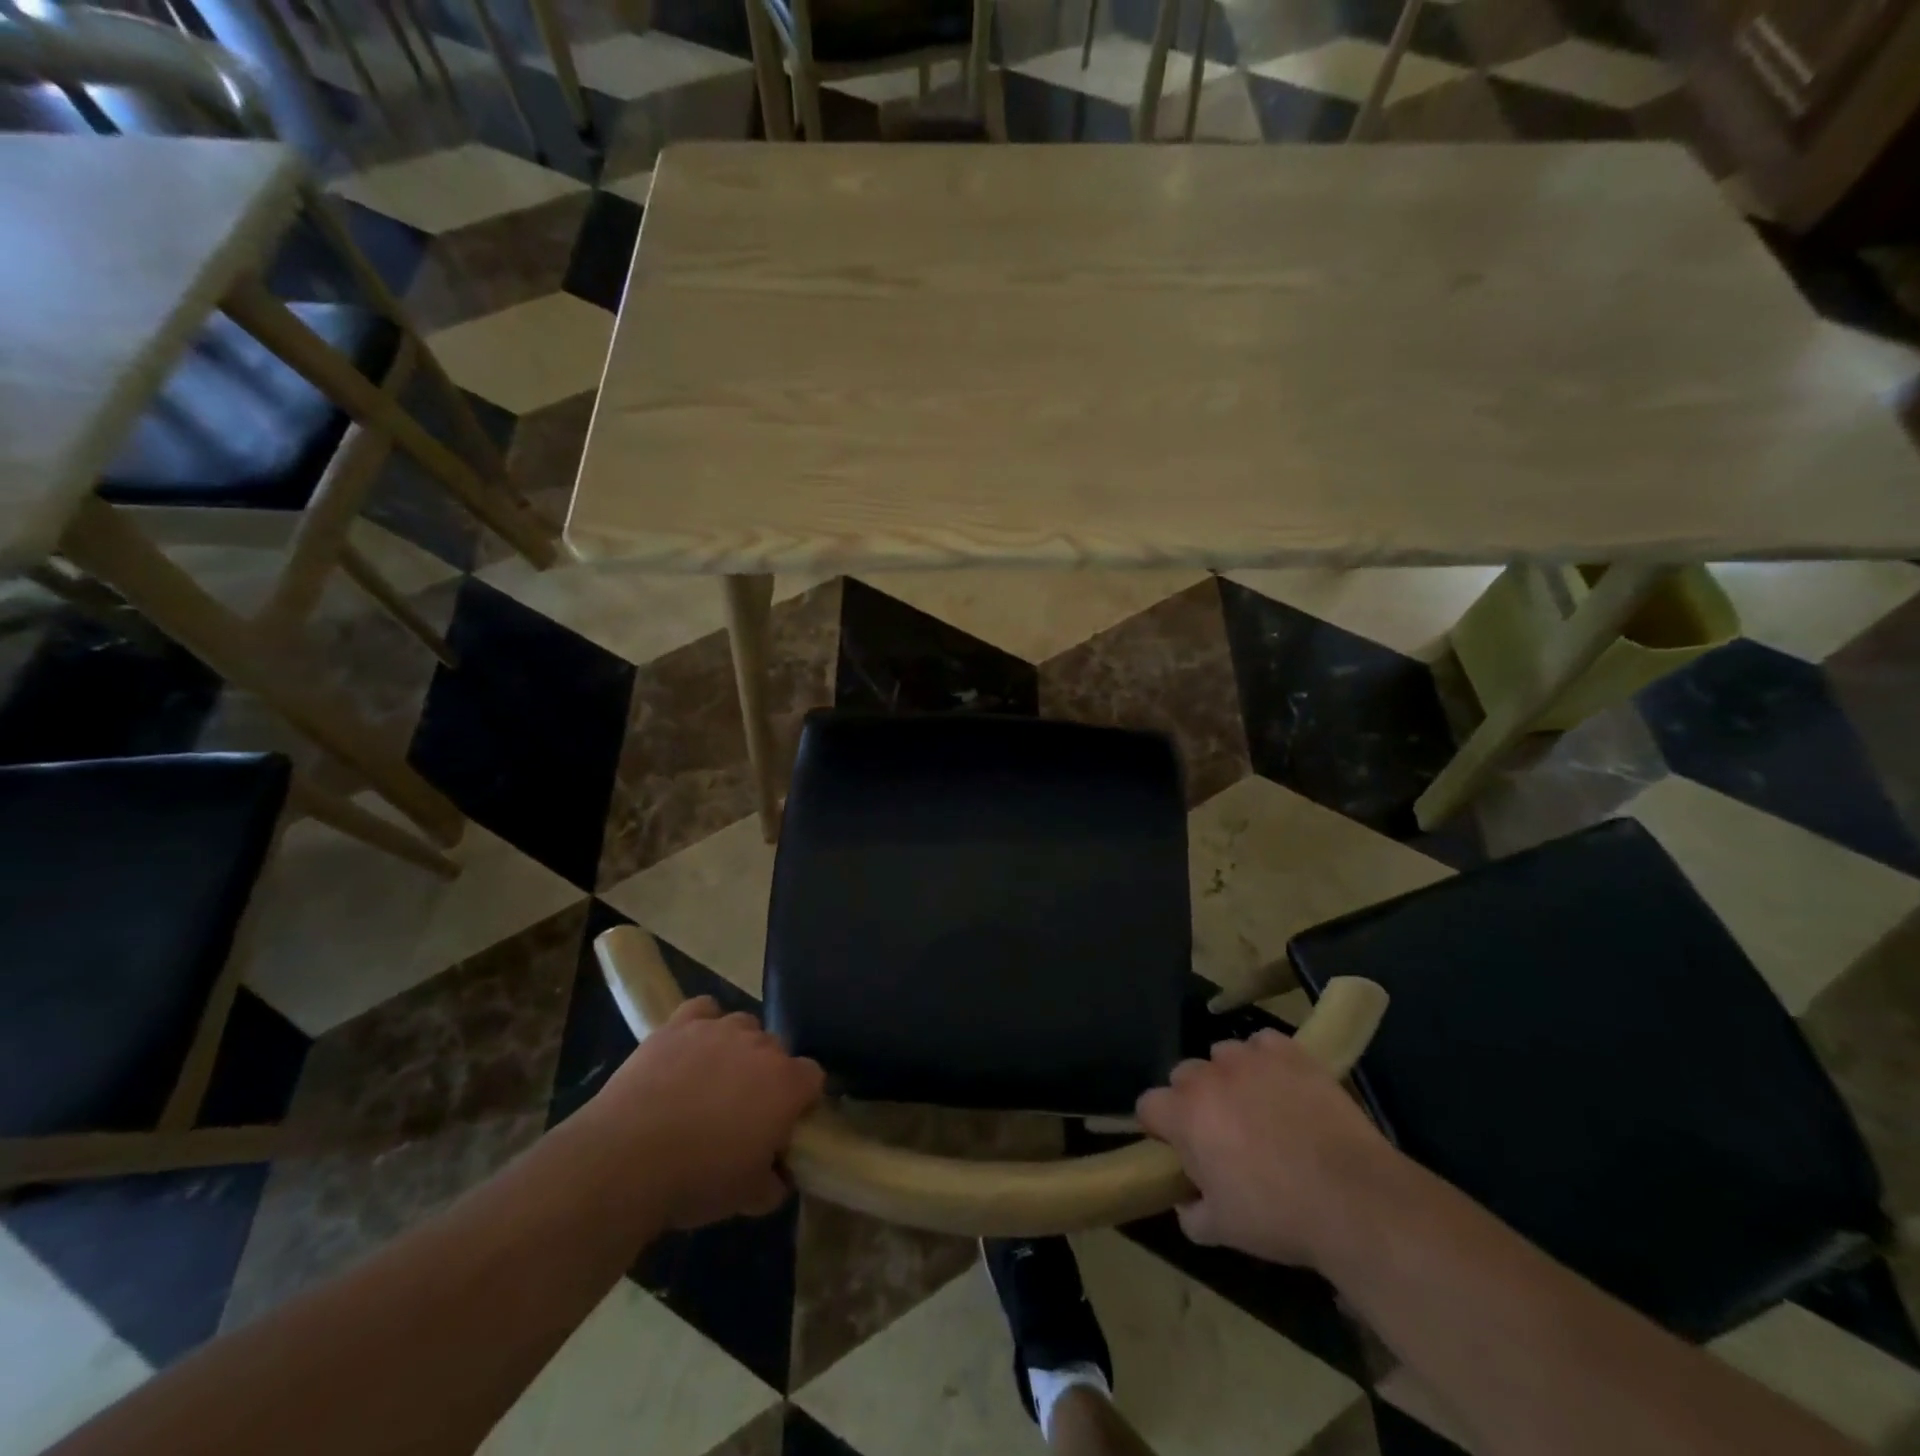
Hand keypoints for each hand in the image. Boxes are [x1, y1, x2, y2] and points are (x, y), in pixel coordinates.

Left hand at [589, 998, 824, 1227]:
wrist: (625, 1159)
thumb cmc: (696, 1180)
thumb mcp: (746, 1197)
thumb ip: (773, 1182)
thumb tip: (778, 1176)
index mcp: (786, 1085)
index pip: (813, 1077)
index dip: (801, 1100)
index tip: (783, 1124)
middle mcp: (760, 1046)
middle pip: (777, 1049)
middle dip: (767, 1074)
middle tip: (743, 1110)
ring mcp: (719, 1029)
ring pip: (744, 1025)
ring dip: (738, 1047)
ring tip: (712, 1079)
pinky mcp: (680, 1024)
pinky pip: (704, 1009)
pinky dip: (703, 1023)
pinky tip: (691, 1046)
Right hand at [1136, 1028, 1390, 1267]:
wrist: (1353, 1198)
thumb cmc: (1279, 1216)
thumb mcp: (1224, 1230)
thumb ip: (1192, 1213)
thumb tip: (1187, 1202)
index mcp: (1185, 1115)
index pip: (1148, 1105)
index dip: (1160, 1127)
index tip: (1178, 1148)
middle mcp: (1209, 1076)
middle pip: (1184, 1075)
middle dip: (1195, 1100)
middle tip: (1222, 1133)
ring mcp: (1249, 1058)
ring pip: (1223, 1055)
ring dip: (1230, 1077)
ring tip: (1258, 1107)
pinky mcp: (1288, 1052)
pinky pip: (1263, 1043)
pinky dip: (1267, 1060)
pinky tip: (1284, 1086)